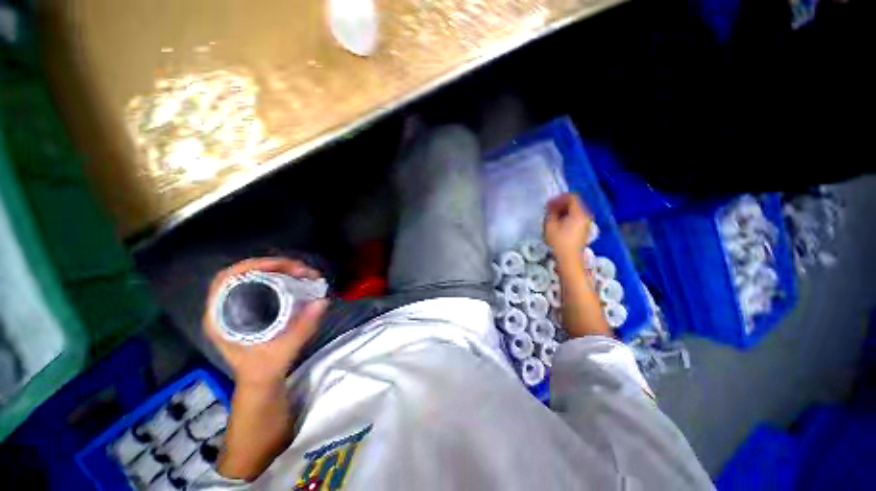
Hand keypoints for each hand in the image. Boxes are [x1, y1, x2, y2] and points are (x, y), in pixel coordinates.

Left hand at [203, 257, 328, 386]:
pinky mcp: (248, 308)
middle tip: (299, 269)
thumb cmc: (265, 368)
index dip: (251, 266)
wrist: (261, 381)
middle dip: (271, 265)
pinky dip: (277, 277)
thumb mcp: (284, 350)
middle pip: (241, 274)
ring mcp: (235, 308)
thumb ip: (303, 328)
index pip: (225, 280)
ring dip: (276, 269)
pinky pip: (259, 284)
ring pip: (251, 277)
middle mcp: (223, 309)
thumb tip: (322, 301)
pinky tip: (293, 279)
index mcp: (220, 319)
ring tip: (300, 272)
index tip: (280, 266)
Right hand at [544, 193, 592, 261]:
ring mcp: (586, 223)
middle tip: (549, 208)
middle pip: (574, 203)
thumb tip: (551, 206)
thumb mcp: (550, 225)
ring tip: (552, 216)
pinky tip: (558, 223)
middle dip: (561, 203)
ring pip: (575, 210)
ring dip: (563, 210)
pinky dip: (567, 216)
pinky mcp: (583, 230)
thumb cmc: (559, 242)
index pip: (572, 197)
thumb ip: (551, 212)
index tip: (549, 203)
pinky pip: (575, 217)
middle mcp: (585, 216)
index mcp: (579, 213)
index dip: (559, 198)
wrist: (569, 260)